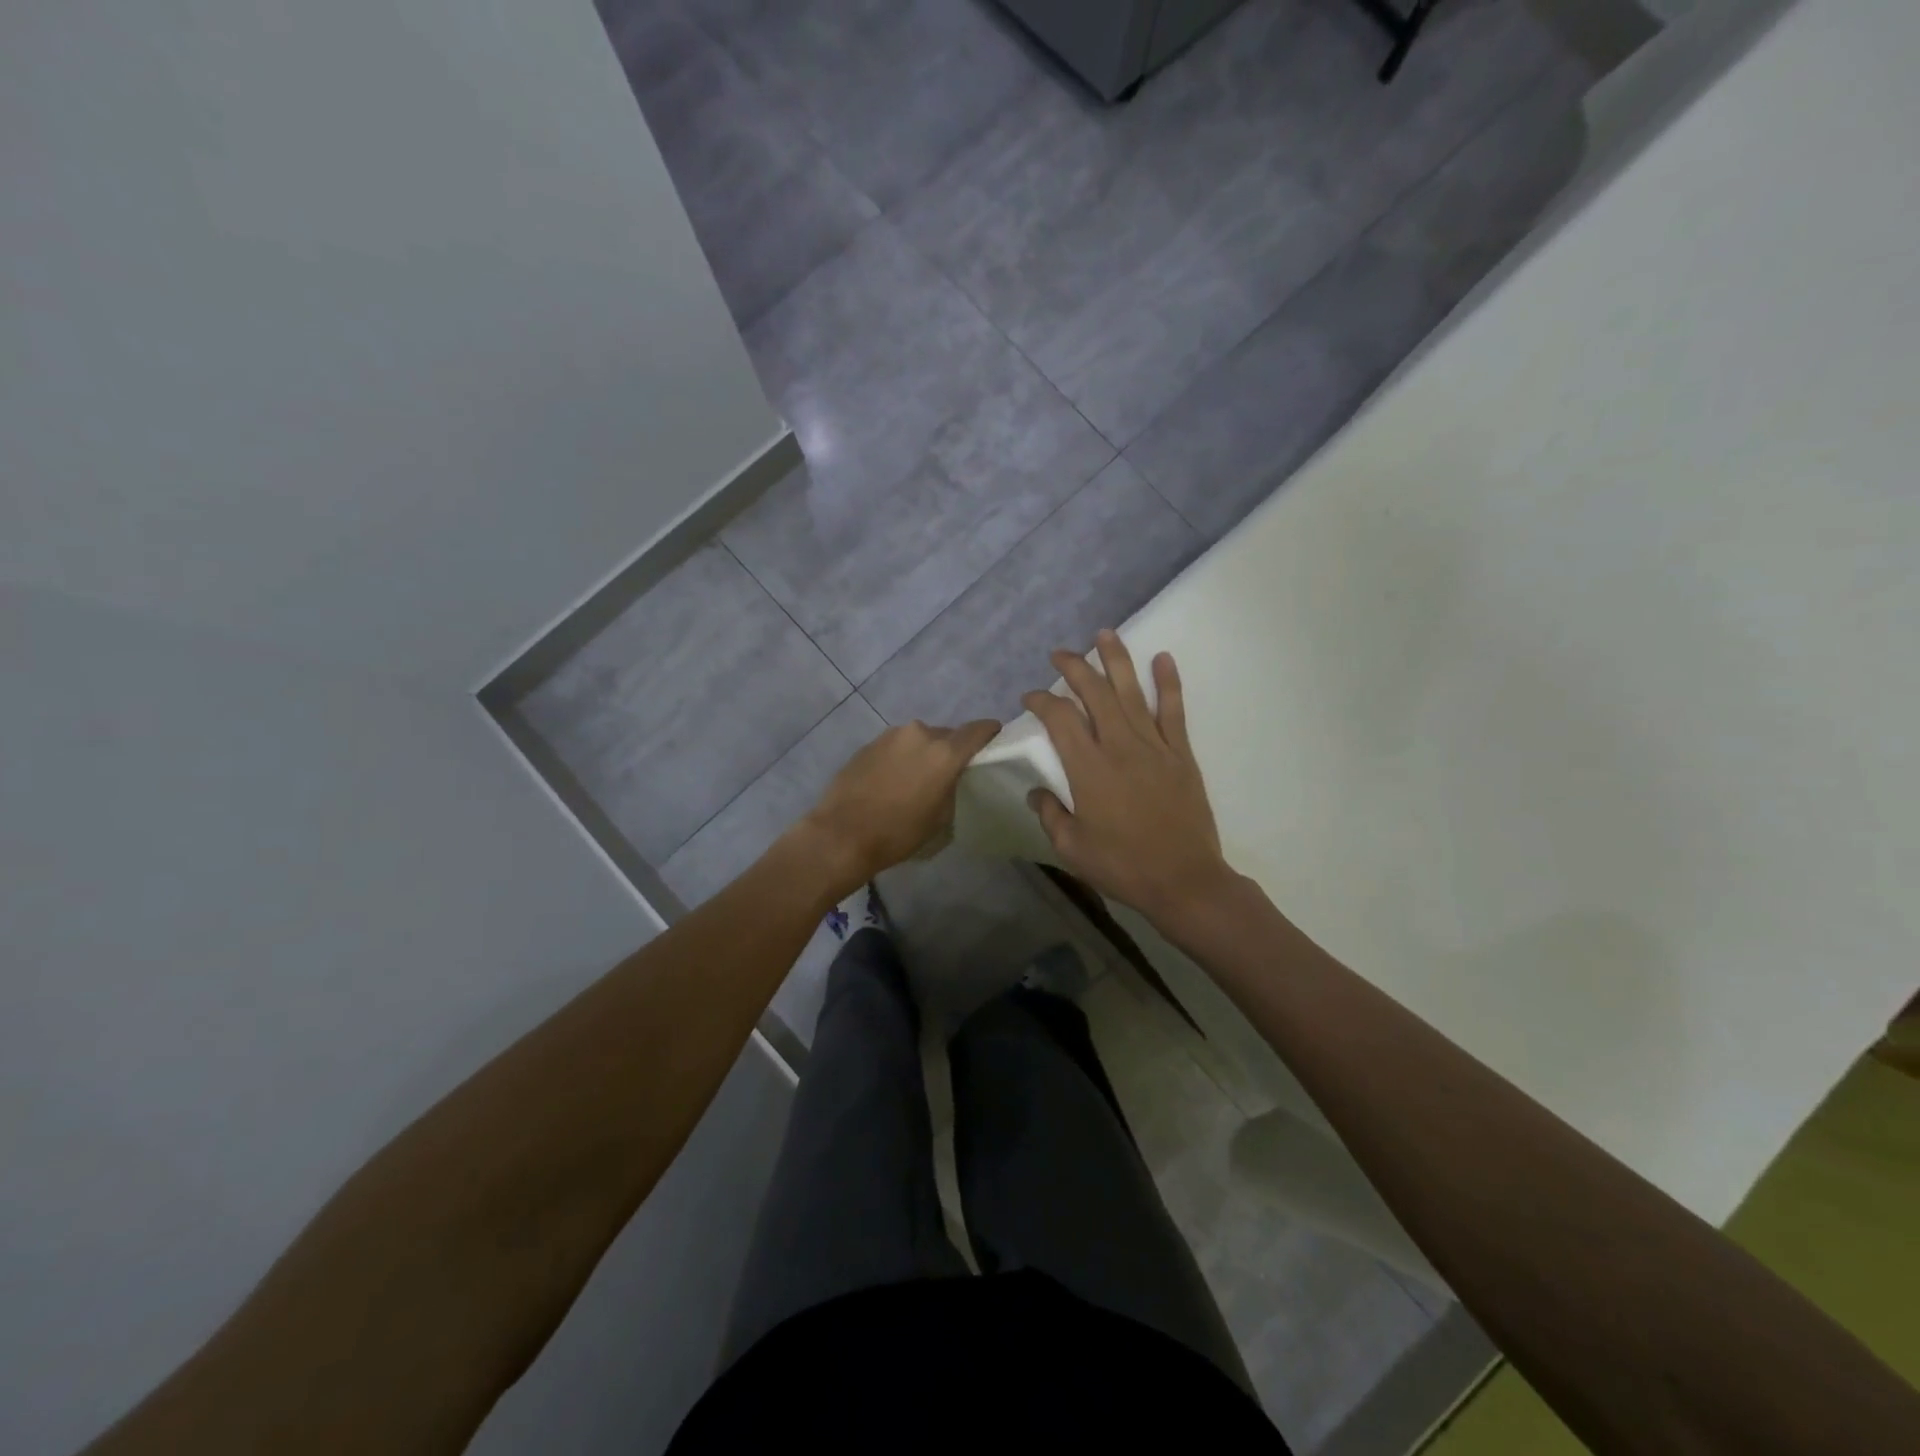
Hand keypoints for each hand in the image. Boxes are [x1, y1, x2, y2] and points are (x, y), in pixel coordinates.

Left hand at [798, 717, 1001, 895]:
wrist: (841, 834)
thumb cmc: (898, 832)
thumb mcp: (941, 818)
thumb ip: (953, 786)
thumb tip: (950, 777)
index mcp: (945, 751)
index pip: (979, 729)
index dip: (990, 735)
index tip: (993, 745)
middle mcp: (919, 733)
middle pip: (947, 735)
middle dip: (951, 750)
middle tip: (949, 774)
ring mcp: (891, 735)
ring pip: (919, 739)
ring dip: (923, 754)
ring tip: (915, 780)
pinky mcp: (868, 743)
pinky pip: (896, 746)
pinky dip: (900, 758)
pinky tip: (891, 782)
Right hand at [1023, 631, 1238, 926]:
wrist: (1184, 880)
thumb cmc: (1123, 866)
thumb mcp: (1072, 848)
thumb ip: (1050, 814)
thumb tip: (1036, 792)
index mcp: (1089, 768)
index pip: (1060, 719)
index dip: (1042, 701)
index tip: (1030, 696)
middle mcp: (1120, 746)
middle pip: (1094, 693)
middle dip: (1074, 667)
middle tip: (1060, 654)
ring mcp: (1154, 746)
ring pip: (1131, 692)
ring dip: (1116, 660)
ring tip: (1104, 634)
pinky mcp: (1181, 754)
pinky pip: (1174, 711)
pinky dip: (1168, 683)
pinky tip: (1163, 658)